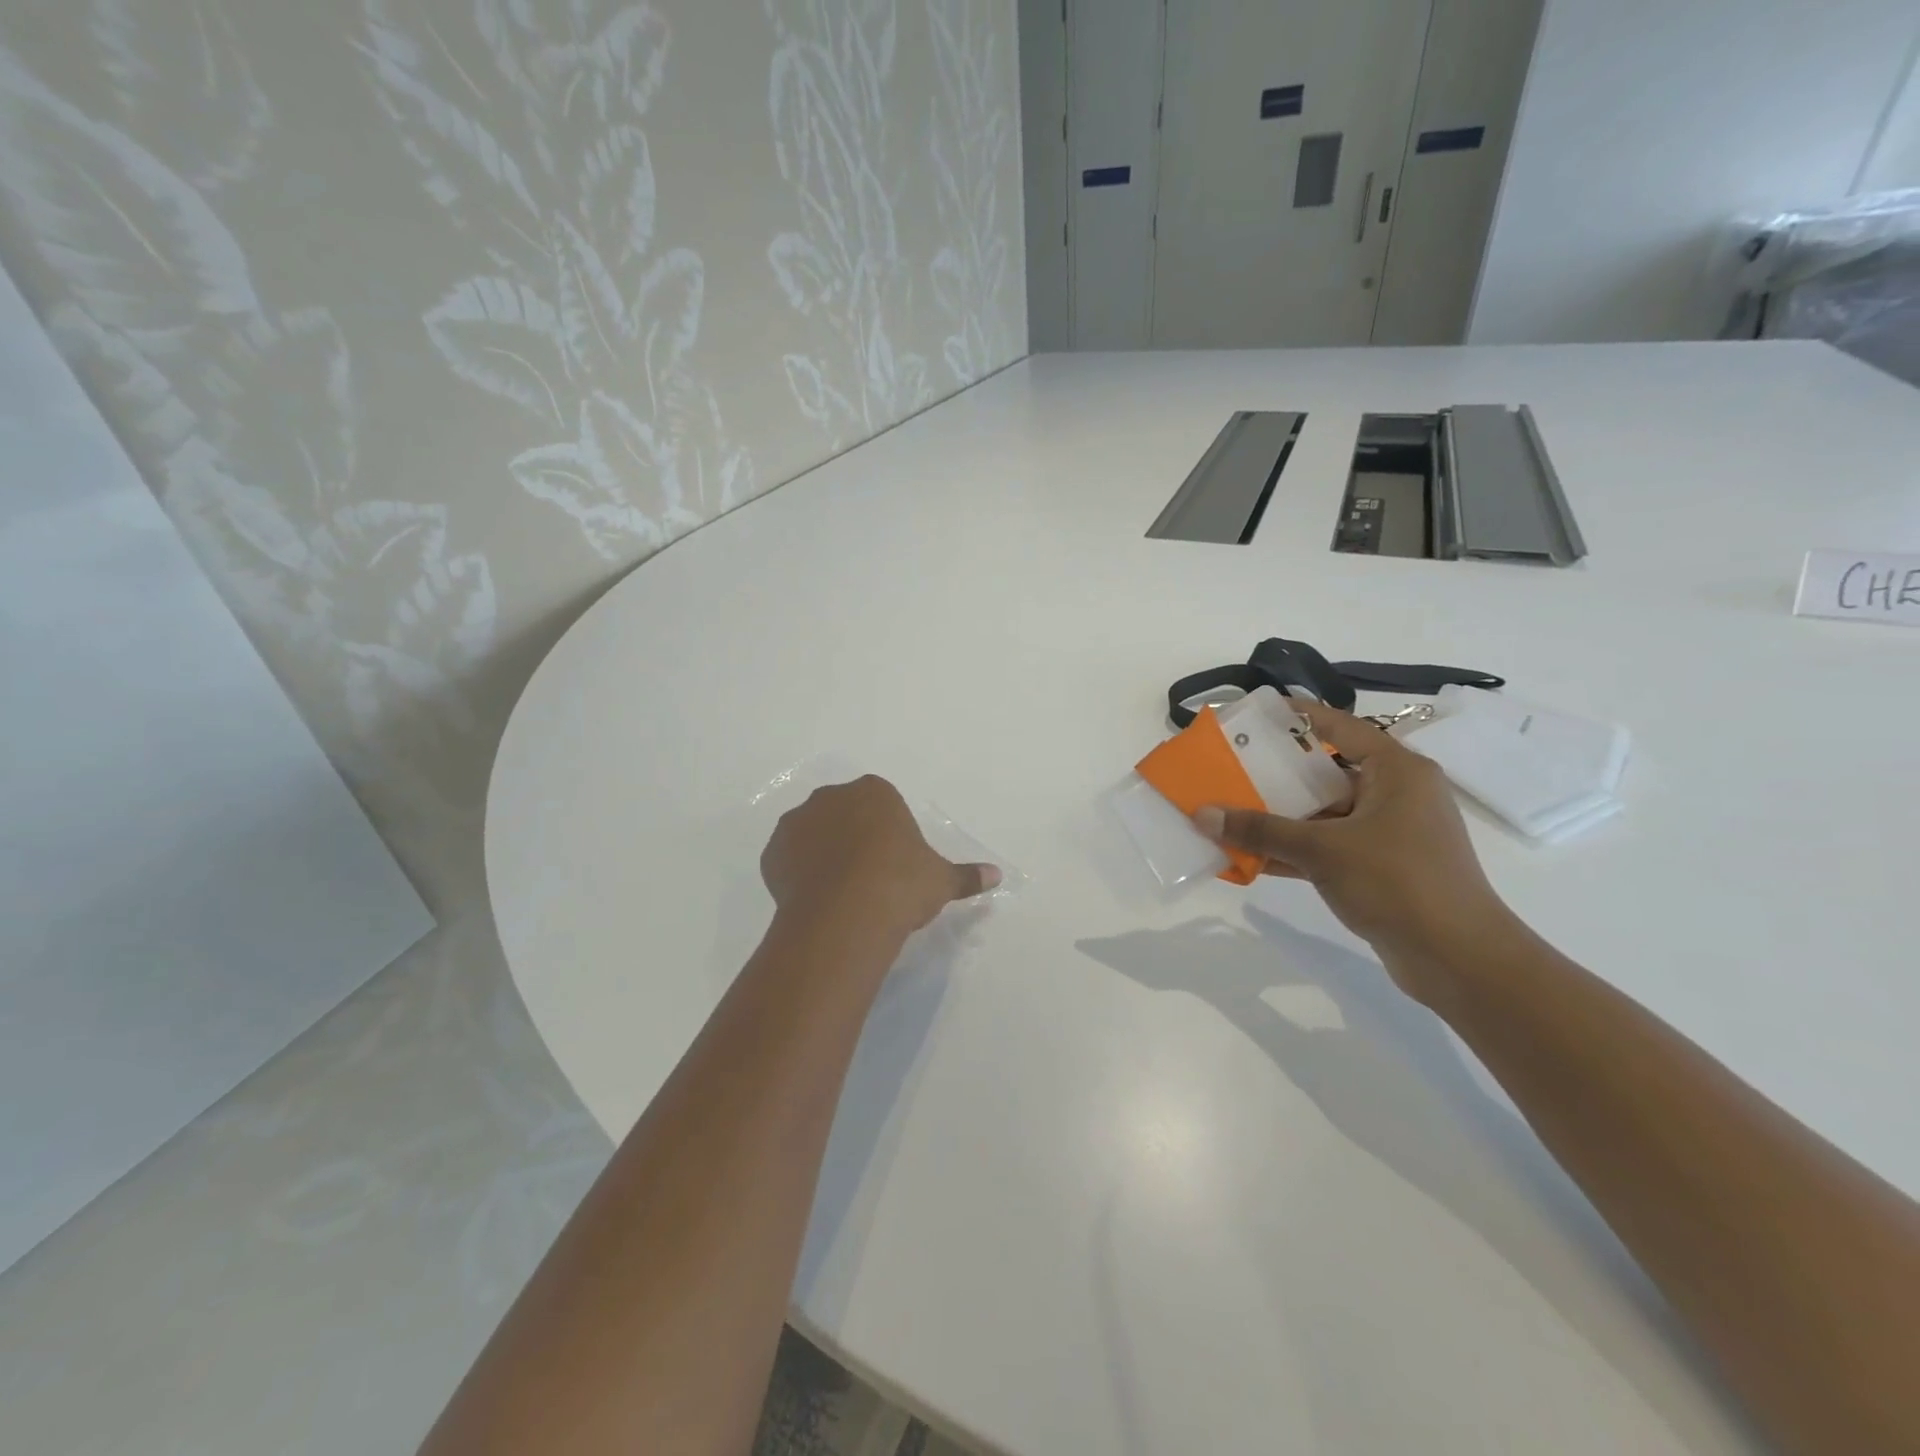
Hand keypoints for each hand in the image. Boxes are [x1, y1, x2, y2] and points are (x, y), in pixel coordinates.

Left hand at [761, 776, 1000, 944]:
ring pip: (813, 834)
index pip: (881, 804)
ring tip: (839, 893)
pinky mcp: (773, 852)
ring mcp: (797, 822)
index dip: (888, 834)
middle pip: (844, 814)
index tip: (894, 864)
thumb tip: (997, 876)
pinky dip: (798, 873)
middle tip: (867, 878)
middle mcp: (831, 798)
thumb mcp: (941, 880)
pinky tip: (816, 900)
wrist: (846, 914)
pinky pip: (788, 858)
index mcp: (874, 792)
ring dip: (823, 853)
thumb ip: (966, 875)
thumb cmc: (901, 885)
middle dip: (853, 838)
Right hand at [1193, 700, 1516, 1001]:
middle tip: (1231, 765)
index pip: (1339, 727)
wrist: (1459, 960)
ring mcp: (1390, 832)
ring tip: (1230, 811)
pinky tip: (1251, 856)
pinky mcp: (1382, 867)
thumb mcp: (1322, 850)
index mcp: (1396, 771)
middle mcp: (1396, 793)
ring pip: (1324, 813)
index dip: (1297, 717)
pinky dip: (1295, 849)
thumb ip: (1261, 830)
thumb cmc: (1397, 883)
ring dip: (1280, 817)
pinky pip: (1329, 846)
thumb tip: (1202, 814)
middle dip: (1277, 772)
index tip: (1254, 714)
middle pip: (1326, 771)